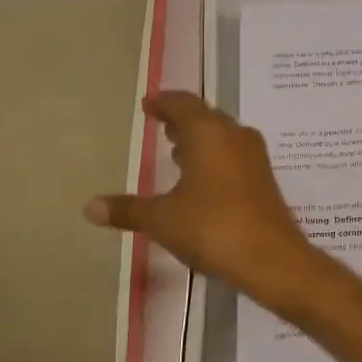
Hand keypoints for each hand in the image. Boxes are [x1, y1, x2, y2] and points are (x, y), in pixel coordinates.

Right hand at [84, 92, 319, 301]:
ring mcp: (254, 158)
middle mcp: (235, 136)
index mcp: (209, 132)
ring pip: (223, 137)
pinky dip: (215, 159)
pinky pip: (234, 157)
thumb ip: (127, 209)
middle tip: (160, 123)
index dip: (164, 102)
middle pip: (206, 117)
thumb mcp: (162, 219)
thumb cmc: (212, 227)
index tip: (148, 104)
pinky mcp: (264, 180)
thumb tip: (89, 206)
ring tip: (177, 150)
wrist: (271, 258)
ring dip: (200, 140)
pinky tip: (201, 180)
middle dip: (182, 120)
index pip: (183, 104)